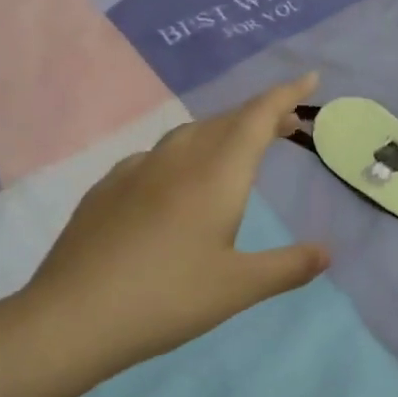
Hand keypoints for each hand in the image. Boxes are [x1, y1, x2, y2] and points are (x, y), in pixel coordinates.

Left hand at [9, 73, 329, 396]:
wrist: (71, 317)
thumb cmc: (167, 298)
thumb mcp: (239, 288)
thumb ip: (288, 266)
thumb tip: (326, 252)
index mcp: (216, 174)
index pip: (257, 117)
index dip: (285, 95)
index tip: (309, 78)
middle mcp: (177, 160)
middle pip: (225, 121)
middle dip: (260, 115)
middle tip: (287, 124)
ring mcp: (136, 170)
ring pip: (189, 135)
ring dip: (222, 132)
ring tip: (238, 149)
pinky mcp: (107, 189)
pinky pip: (157, 156)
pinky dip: (185, 154)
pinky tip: (177, 181)